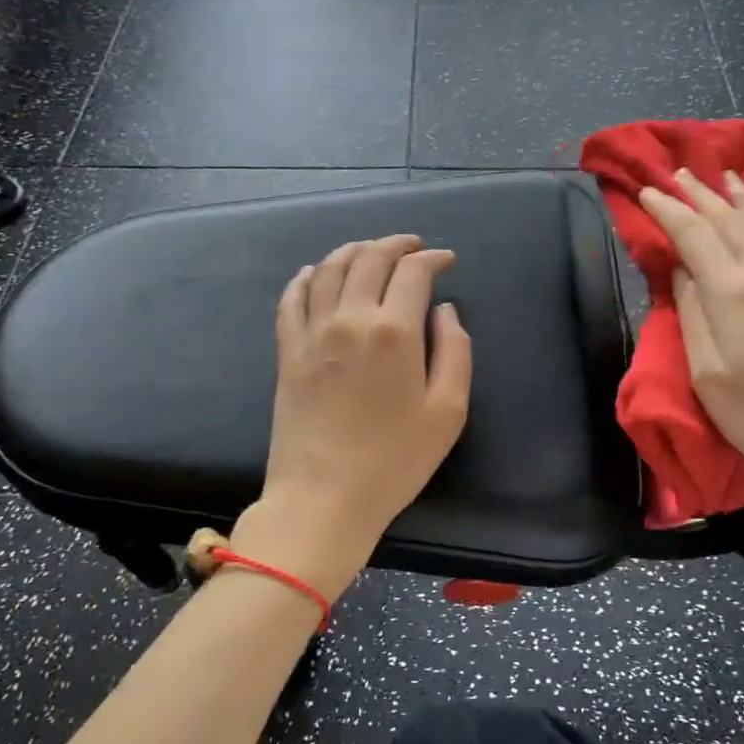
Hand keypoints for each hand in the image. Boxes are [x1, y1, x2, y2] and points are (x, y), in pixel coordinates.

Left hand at [234, 235, 472, 597]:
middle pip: (370, 259)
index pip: (413, 272)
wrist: (323, 498)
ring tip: (371, 250)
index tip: (446, 260)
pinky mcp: (287, 352)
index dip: (432, 258)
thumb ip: (455, 351)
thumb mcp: (448, 411)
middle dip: (396, 244)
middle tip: (413, 246)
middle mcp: (351, 319)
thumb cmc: (395, 461)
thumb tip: (444, 310)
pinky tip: (317, 273)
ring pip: (330, 269)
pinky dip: (307, 277)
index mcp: (395, 332)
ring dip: (354, 250)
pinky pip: (292, 298)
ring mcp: (312, 333)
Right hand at [640, 170, 743, 554]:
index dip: (667, 210)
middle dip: (699, 194)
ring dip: (735, 199)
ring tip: (721, 176)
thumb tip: (683, 274)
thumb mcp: (710, 378)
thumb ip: (692, 318)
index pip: (693, 235)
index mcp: (734, 293)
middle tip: (677, 173)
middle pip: (728, 221)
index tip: (645, 191)